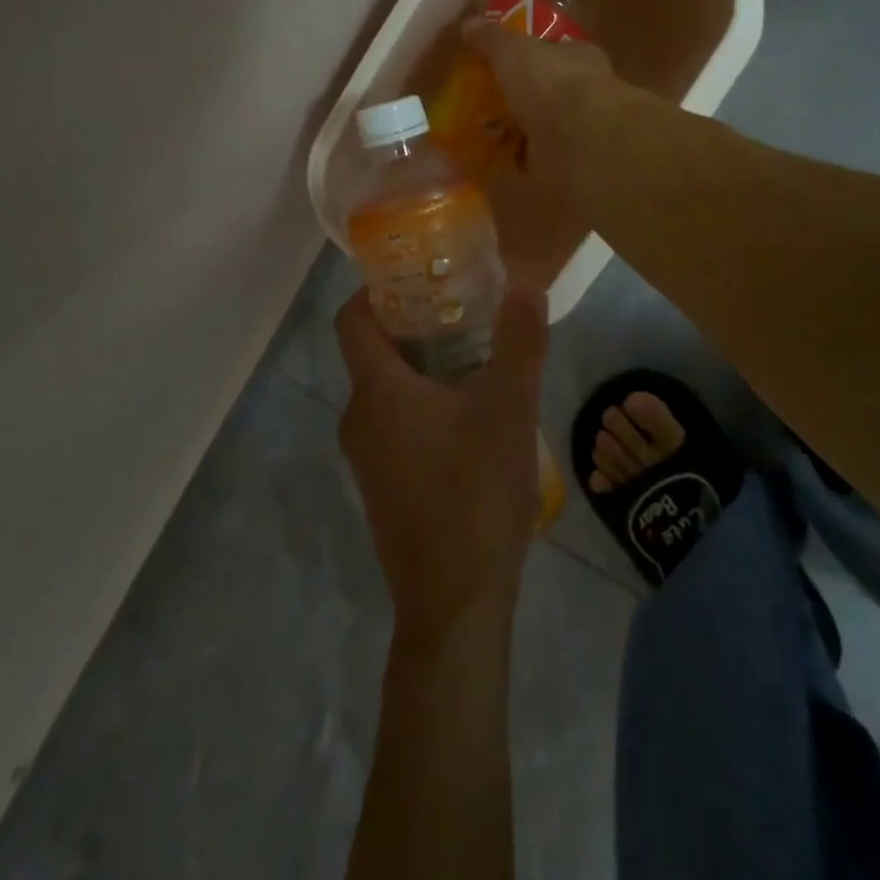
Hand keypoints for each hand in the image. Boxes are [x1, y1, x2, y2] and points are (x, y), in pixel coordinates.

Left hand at [335, 285, 549, 643]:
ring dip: (421, 367)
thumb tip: (526, 284)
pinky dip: (419, 404)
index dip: (377, 290)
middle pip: (372, 352)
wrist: (454, 603)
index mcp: (377, 391)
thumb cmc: (476, 494)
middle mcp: (358, 418)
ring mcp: (365, 457)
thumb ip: (519, 343)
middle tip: (464, 311)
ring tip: (474, 358)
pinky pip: (392, 425)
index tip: (420, 276)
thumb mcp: (509, 410)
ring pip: (385, 391)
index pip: (353, 319)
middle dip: (413, 325)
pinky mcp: (380, 486)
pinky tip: (467, 418)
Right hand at [460, 20, 612, 190]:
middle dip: (519, 100)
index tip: (501, 66)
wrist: (580, 141)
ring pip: (541, 129)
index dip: (530, 57)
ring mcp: (578, 133)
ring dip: (515, 134)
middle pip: (546, 94)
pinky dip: (515, 165)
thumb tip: (469, 24)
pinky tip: (490, 165)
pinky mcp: (568, 167)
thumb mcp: (513, 50)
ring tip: (479, 136)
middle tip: (483, 105)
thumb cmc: (551, 83)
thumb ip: (492, 39)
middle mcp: (584, 94)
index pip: (555, 53)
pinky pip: (535, 164)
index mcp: (579, 58)